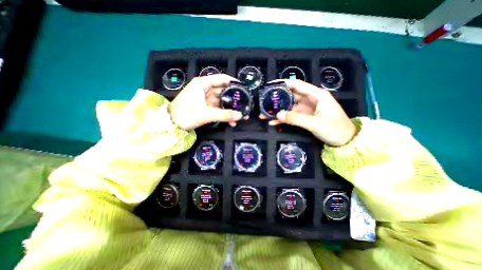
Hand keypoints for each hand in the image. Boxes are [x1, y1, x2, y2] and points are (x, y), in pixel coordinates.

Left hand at [169, 73, 245, 129]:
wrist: (171, 125)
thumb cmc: (185, 114)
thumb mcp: (205, 114)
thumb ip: (224, 115)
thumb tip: (240, 116)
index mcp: (202, 84)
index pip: (222, 79)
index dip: (234, 83)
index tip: (244, 88)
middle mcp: (205, 89)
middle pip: (224, 91)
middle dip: (234, 99)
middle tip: (245, 105)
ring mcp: (205, 99)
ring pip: (222, 101)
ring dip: (231, 109)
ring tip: (241, 116)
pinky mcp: (205, 107)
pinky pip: (218, 109)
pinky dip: (224, 114)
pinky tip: (231, 121)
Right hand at [260, 79, 356, 146]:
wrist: (345, 141)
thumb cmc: (335, 129)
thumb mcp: (315, 123)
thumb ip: (296, 118)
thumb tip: (278, 114)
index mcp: (316, 95)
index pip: (297, 85)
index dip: (283, 83)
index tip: (270, 85)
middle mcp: (310, 100)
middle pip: (290, 96)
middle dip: (277, 99)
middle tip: (263, 102)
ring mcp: (306, 109)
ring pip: (289, 107)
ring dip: (277, 111)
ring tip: (264, 115)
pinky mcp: (304, 117)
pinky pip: (291, 116)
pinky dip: (283, 119)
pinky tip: (273, 122)